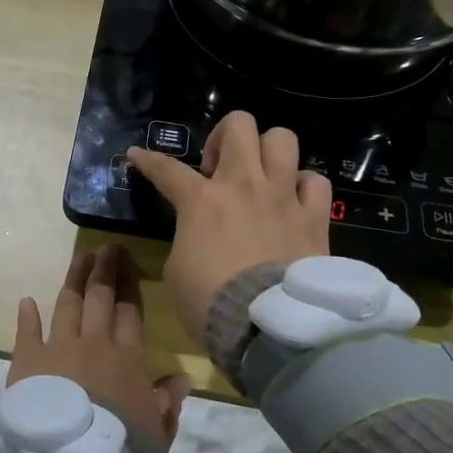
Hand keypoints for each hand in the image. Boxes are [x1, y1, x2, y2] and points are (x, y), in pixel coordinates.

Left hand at [8, 245, 188, 452]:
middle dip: (105, 270)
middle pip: (100, 297)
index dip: (130, 288)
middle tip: (108, 248)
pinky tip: (27, 301)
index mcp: (127, 358)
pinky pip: (27, 331)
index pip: (130, 313)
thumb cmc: (120, 451)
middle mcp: (94, 343)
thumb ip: (168, 404)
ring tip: (80, 258)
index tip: (130, 267)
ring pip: (68, 304)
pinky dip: (27, 315)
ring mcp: (58, 348)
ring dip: (74, 279)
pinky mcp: (27, 361)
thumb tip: (182, 379)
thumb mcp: (157, 434)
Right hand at [127, 113, 330, 349]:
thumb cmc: (209, 302)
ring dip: (267, 152)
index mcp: (201, 200)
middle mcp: (244, 185)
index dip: (147, 160)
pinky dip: (303, 186)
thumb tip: (198, 234)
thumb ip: (187, 238)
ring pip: (282, 139)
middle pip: (239, 125)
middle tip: (216, 169)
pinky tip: (293, 202)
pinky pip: (315, 181)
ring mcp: (283, 197)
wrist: (267, 327)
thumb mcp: (177, 270)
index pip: (166, 169)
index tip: (136, 154)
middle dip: (223, 137)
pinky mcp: (314, 217)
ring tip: (258, 177)